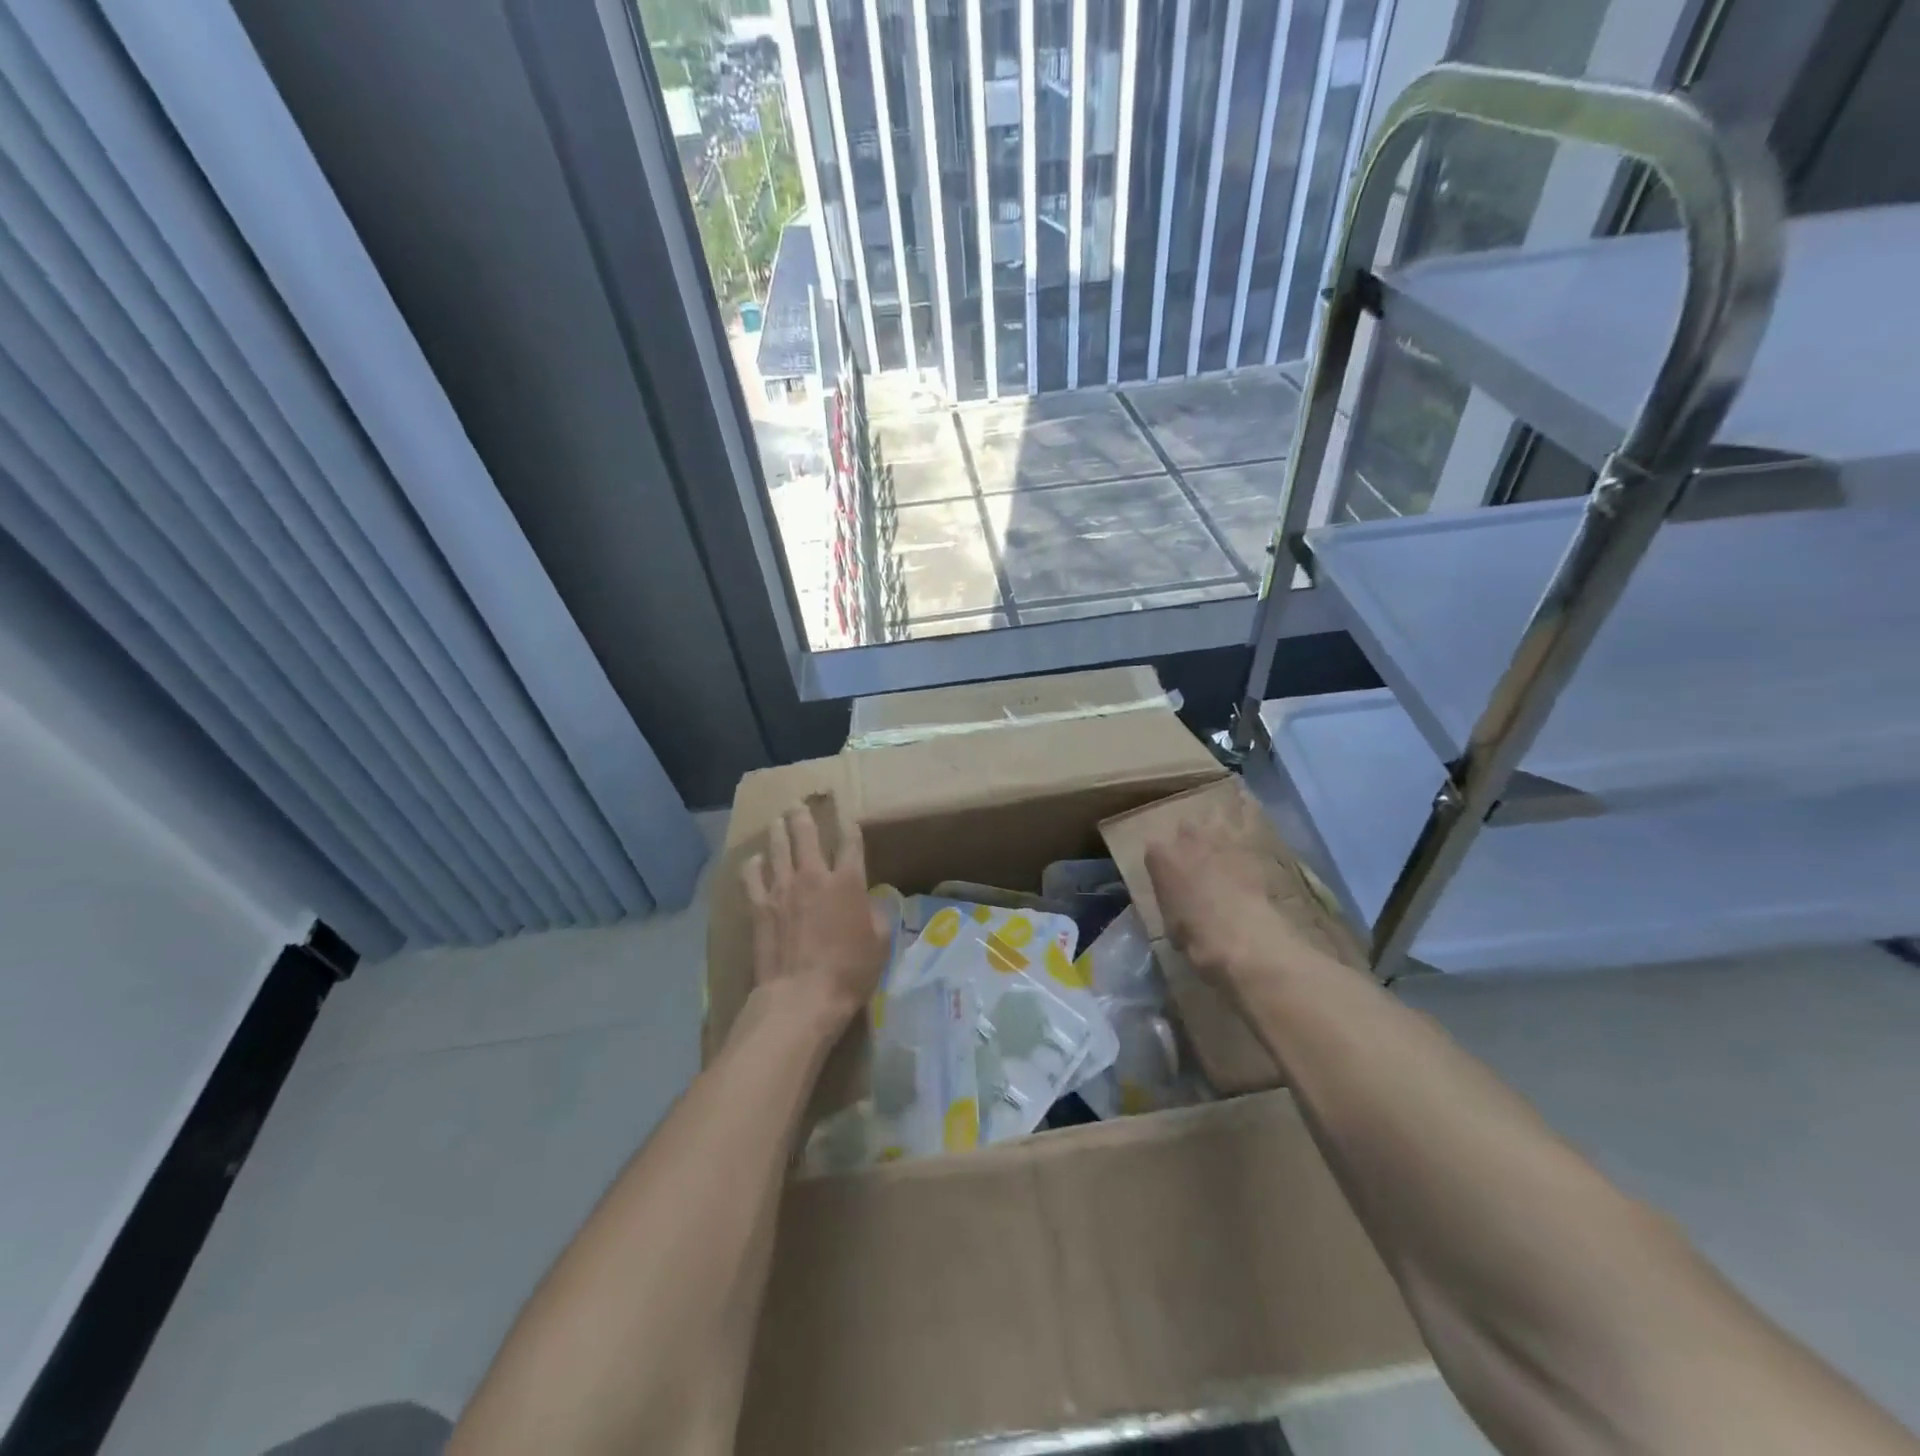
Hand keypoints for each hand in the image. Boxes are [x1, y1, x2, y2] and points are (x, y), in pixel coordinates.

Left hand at [743, 797, 888, 1028]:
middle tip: (799, 805)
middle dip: (803, 815)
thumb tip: (873, 903)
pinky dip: (754, 865)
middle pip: (806, 833)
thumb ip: (877, 916)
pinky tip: (755, 861)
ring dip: (778, 831)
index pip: (850, 842)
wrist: (801, 996)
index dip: (849, 826)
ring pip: (777, 847)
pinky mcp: (759, 906)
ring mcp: (782, 888)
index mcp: (848, 881)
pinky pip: (752, 876)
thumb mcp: (880, 944)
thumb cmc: (848, 972)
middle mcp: (813, 875)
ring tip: (777, 821)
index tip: (847, 816)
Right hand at [1145, 821, 1327, 992]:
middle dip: (1190, 842)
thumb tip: (1179, 903)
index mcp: (1160, 857)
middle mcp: (1187, 839)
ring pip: (1217, 827)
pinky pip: (1244, 843)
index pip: (1154, 851)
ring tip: (1224, 860)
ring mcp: (1221, 841)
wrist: (1239, 934)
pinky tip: (1248, 868)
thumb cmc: (1194, 934)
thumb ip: (1171, 900)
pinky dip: (1244, 854)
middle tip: (1197, 865)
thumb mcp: (1168, 921)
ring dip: (1218, 841)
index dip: (1162, 866)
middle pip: (1186, 829)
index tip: (1168, 879)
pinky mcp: (1251, 850)